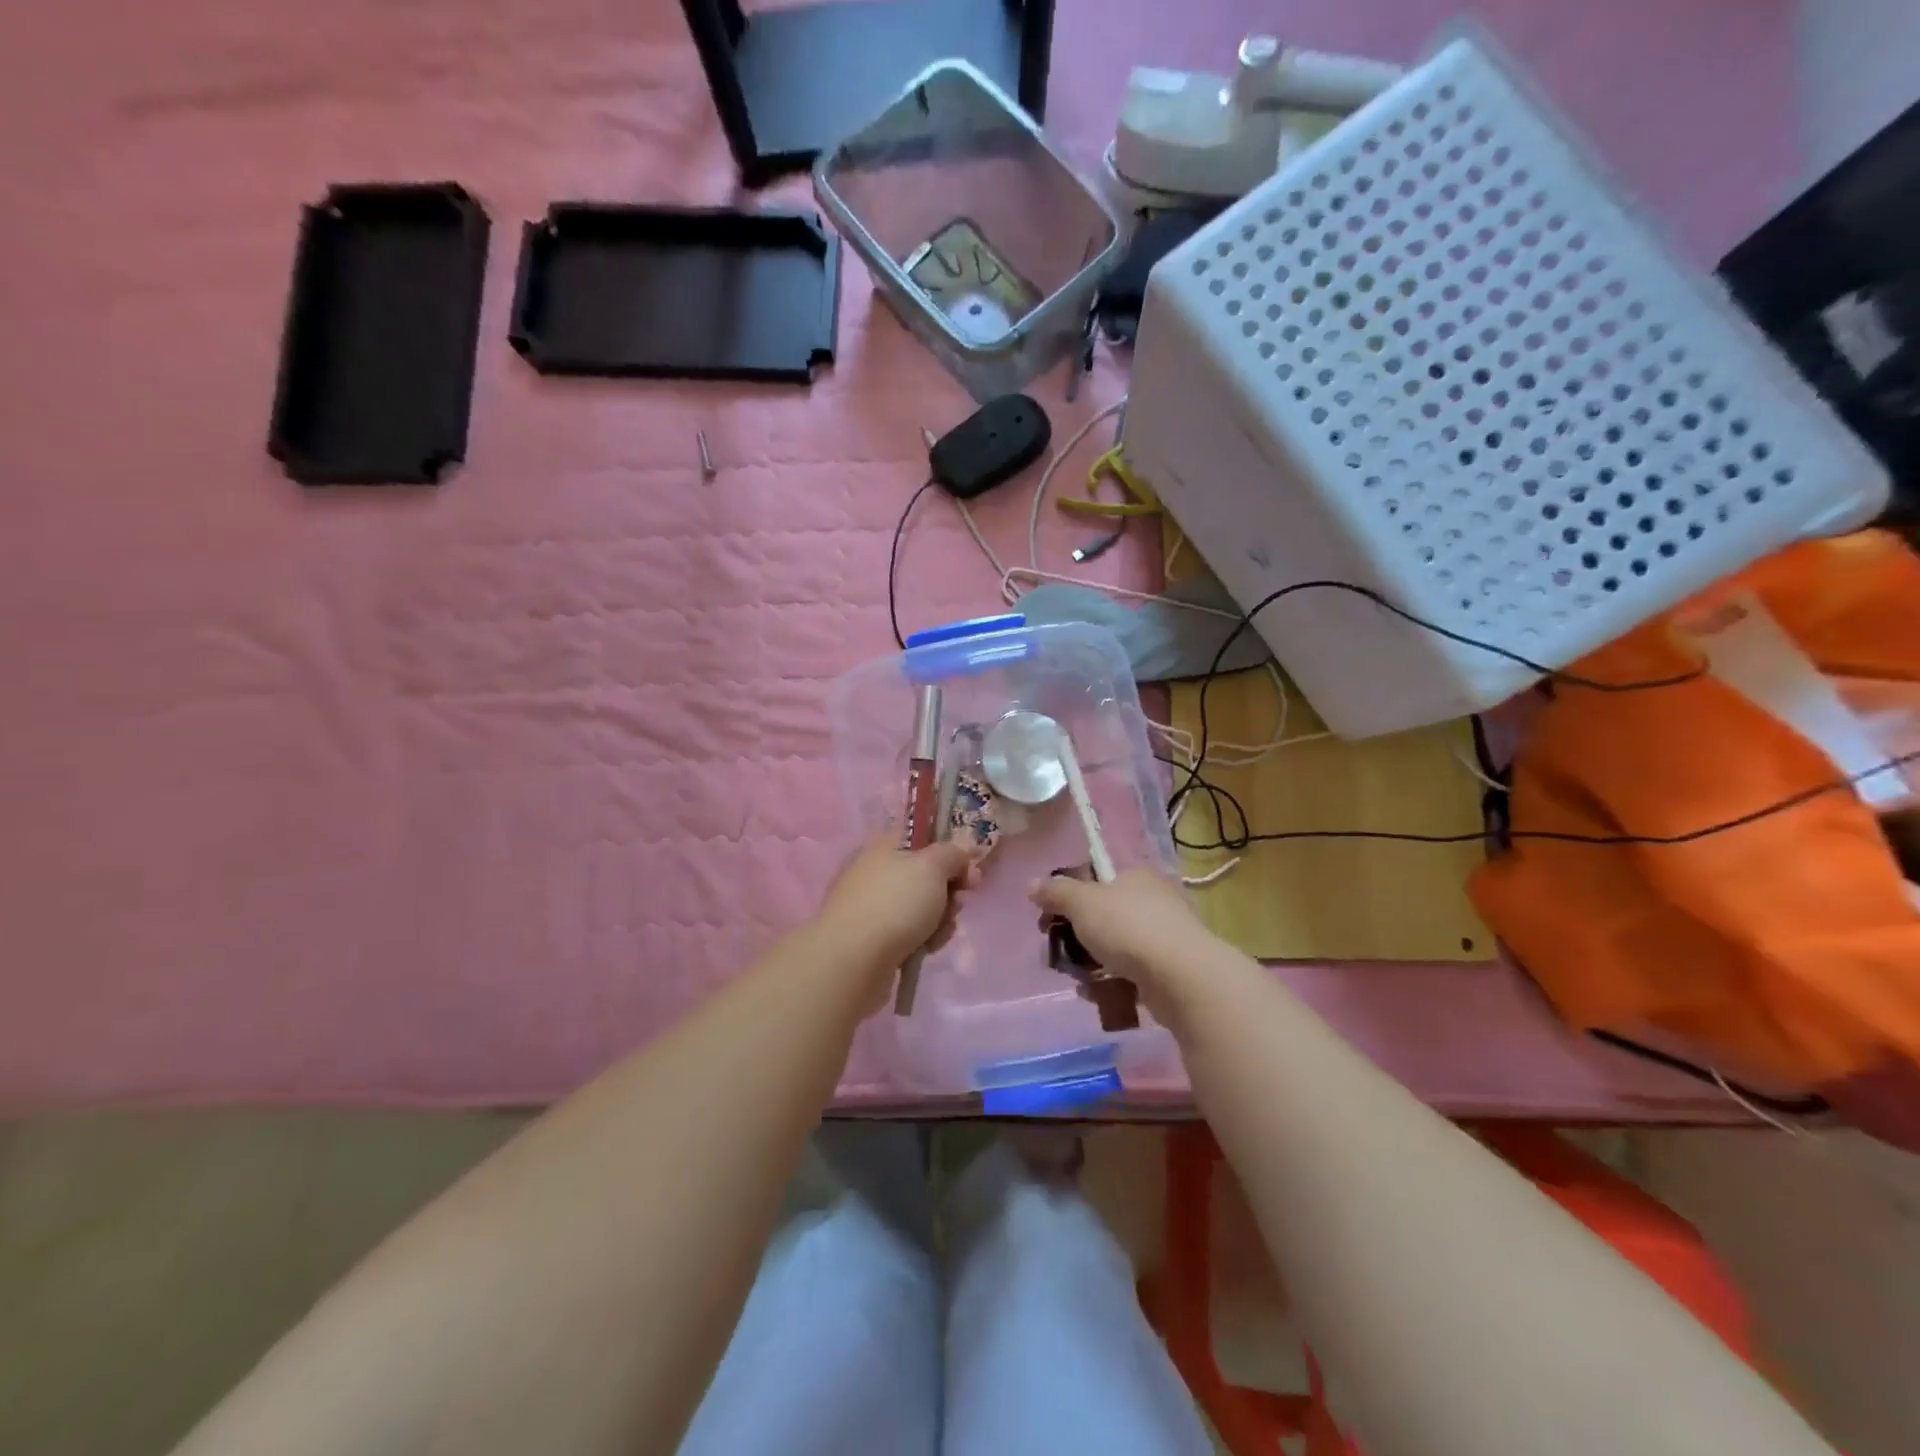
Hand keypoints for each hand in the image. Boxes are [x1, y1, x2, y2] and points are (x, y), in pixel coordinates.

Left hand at [816, 836, 978, 974]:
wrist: (853, 960)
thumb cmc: (895, 903)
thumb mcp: (932, 866)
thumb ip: (953, 853)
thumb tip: (962, 850)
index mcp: (885, 844)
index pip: (924, 836)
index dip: (951, 851)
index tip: (969, 869)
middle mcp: (876, 870)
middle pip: (927, 874)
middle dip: (950, 890)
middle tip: (959, 902)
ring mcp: (872, 904)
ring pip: (922, 905)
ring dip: (940, 918)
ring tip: (939, 933)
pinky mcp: (872, 936)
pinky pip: (909, 931)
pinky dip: (923, 938)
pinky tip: (927, 949)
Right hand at [1029, 867, 1214, 1006]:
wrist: (1182, 977)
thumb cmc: (1128, 928)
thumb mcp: (1082, 903)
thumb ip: (1055, 892)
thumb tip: (1031, 884)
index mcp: (1137, 876)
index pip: (1098, 881)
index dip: (1070, 899)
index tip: (1049, 921)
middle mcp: (1156, 901)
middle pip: (1106, 916)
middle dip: (1079, 936)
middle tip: (1060, 954)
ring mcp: (1168, 937)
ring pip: (1119, 948)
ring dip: (1094, 963)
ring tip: (1077, 980)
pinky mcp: (1173, 971)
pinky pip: (1134, 974)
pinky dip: (1114, 983)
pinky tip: (1098, 995)